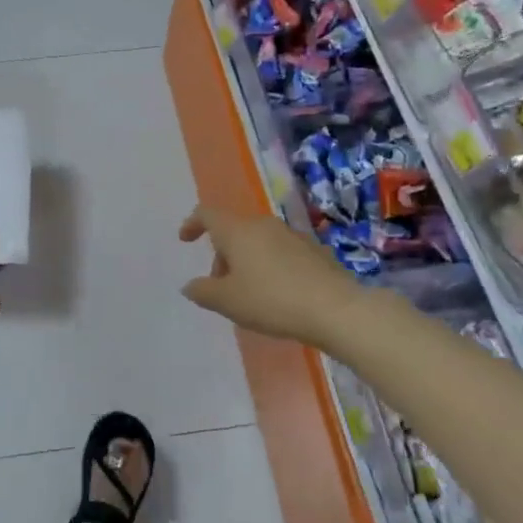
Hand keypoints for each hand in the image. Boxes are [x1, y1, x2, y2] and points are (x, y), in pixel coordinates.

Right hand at [178, 206, 374, 350]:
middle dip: (222, 254)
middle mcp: (263, 225)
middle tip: (221, 285)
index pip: (207, 214)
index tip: (185, 240)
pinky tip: (279, 294)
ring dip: (247, 261)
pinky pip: (281, 252)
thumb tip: (190, 285)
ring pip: (258, 241)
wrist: (336, 309)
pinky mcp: (314, 250)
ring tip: (250, 294)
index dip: (192, 223)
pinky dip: (270, 266)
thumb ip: (203, 292)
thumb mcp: (228, 302)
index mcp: (237, 231)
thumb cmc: (272, 301)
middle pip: (233, 230)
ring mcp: (291, 235)